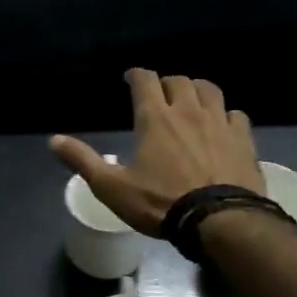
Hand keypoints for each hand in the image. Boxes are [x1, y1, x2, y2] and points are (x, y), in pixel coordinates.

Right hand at [50, 70, 264, 235]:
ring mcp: (220, 123)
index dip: (136, 75)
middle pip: (179, 81)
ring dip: (197, 90)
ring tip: (190, 100)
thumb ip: (83, 161)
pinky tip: (222, 124)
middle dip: (166, 83)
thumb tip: (53, 140)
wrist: (220, 220)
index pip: (145, 81)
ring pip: (210, 90)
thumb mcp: (112, 187)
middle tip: (158, 93)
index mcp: (155, 118)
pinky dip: (225, 113)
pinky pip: (235, 114)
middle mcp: (188, 111)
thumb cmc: (160, 202)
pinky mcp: (243, 139)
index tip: (130, 78)